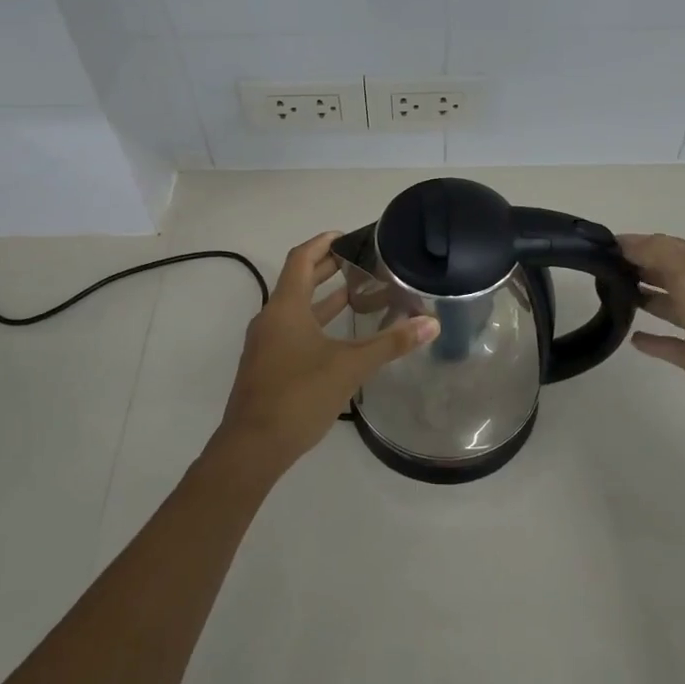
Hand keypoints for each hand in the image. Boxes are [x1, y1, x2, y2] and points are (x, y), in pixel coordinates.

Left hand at [214, 231, 437, 474]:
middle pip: (299, 281)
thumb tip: (432, 323)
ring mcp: (266, 344)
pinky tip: (341, 338)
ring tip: (359, 294)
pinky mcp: (267, 366)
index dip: (323, 243)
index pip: (302, 258)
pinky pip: (293, 331)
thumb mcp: (350, 366)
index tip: (348, 236)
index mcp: (286, 307)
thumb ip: (391, 343)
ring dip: (325, 299)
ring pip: (297, 309)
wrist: (252, 447)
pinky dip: (317, 323)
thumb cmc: (299, 395)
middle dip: (329, 269)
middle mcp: (271, 319)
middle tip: (363, 262)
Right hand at [620, 234, 684, 439]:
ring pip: (669, 305)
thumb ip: (657, 253)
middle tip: (601, 269)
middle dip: (638, 267)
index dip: (637, 244)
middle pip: (668, 273)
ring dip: (644, 297)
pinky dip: (652, 339)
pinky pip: (670, 342)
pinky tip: (632, 337)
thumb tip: (625, 242)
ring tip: (611, 295)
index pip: (668, 246)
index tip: (601, 247)